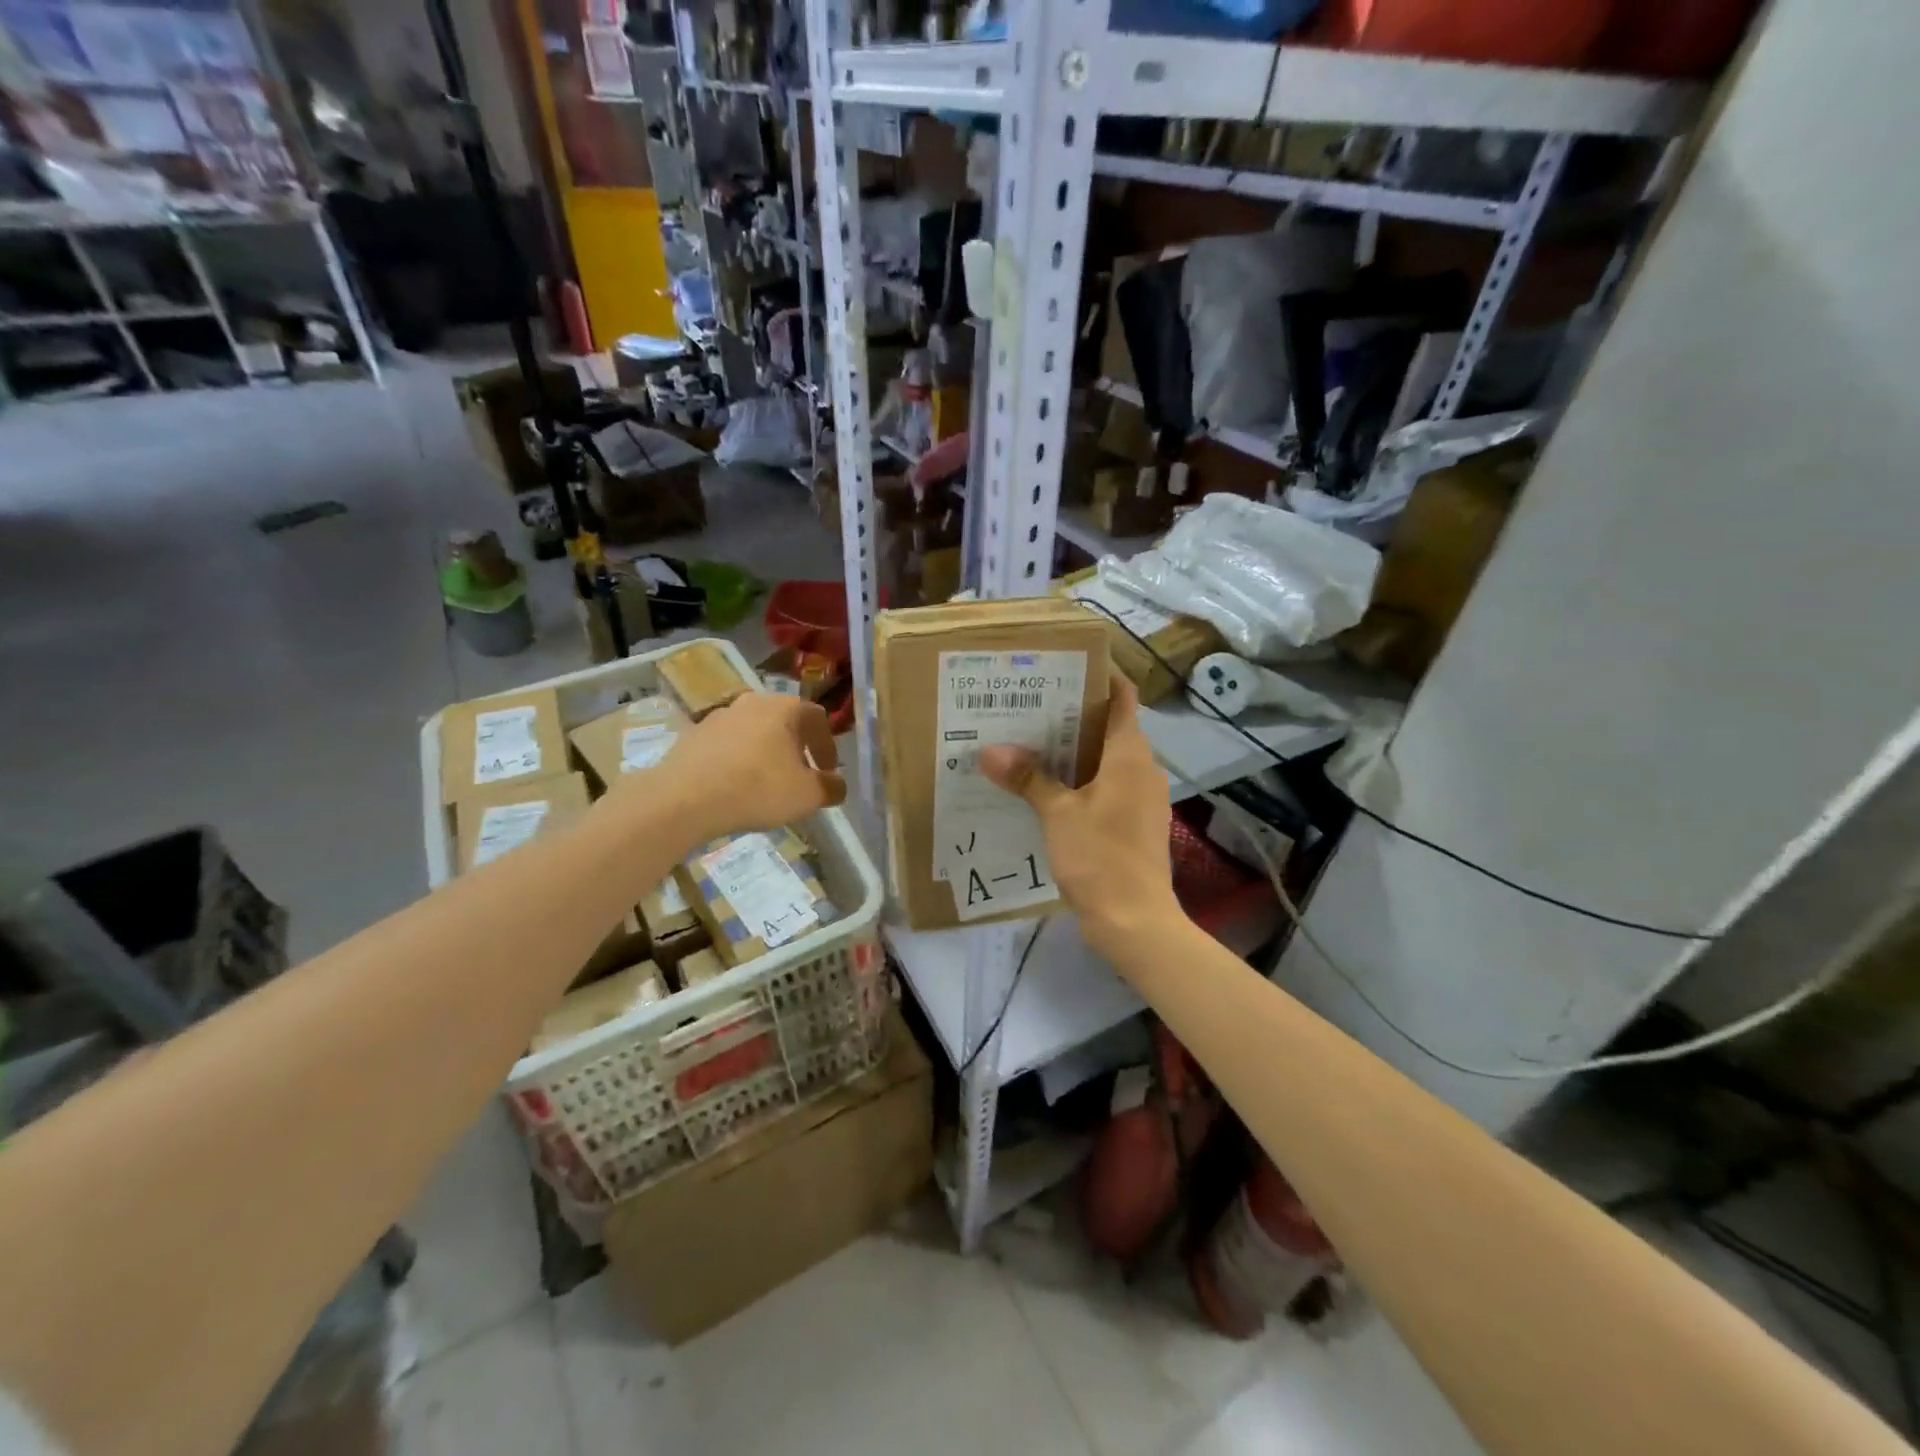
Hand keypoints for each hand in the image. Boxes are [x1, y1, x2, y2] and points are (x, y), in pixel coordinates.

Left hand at [620, 692, 846, 846]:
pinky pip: (727, 745)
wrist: (684, 798)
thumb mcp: (807, 795)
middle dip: (796, 748)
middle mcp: (753, 702)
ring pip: (754, 732)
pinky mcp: (693, 734)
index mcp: (785, 707)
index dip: (828, 747)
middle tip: (800, 776)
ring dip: (766, 753)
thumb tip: (838, 785)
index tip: (827, 772)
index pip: (818, 719)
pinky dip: (738, 760)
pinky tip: (736, 786)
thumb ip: (831, 788)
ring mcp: (719, 715)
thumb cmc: (757, 788)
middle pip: (785, 722)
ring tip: (766, 783)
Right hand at [979, 675, 1180, 955]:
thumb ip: (1028, 779)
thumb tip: (991, 751)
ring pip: (1106, 760)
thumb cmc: (1101, 857)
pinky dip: (1080, 781)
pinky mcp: (1133, 824)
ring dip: (1073, 751)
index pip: (1123, 697)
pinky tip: (1045, 790)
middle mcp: (1142, 769)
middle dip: (1072, 716)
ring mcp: (1141, 799)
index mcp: (1130, 754)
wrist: (1135, 921)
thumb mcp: (1058, 814)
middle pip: (1109, 727)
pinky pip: (1106, 788)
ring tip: (1029, 743)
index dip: (1100, 677)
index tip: (1064, 666)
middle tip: (1029, 705)